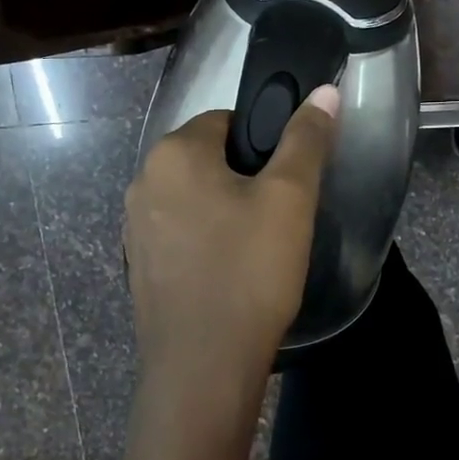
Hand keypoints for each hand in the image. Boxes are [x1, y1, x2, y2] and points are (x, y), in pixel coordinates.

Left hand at [124, 88, 340, 406]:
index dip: (263, 144)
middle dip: (243, 178)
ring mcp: (134, 228)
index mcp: (173, 153)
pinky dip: (205, 242)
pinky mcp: (138, 266)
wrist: (203, 367)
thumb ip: (306, 139)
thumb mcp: (290, 198)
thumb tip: (324, 92)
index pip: (226, 120)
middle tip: (279, 216)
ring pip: (193, 198)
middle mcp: (143, 181)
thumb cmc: (249, 271)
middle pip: (207, 159)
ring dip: (224, 210)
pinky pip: (179, 235)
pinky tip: (230, 273)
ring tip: (258, 248)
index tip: (286, 180)